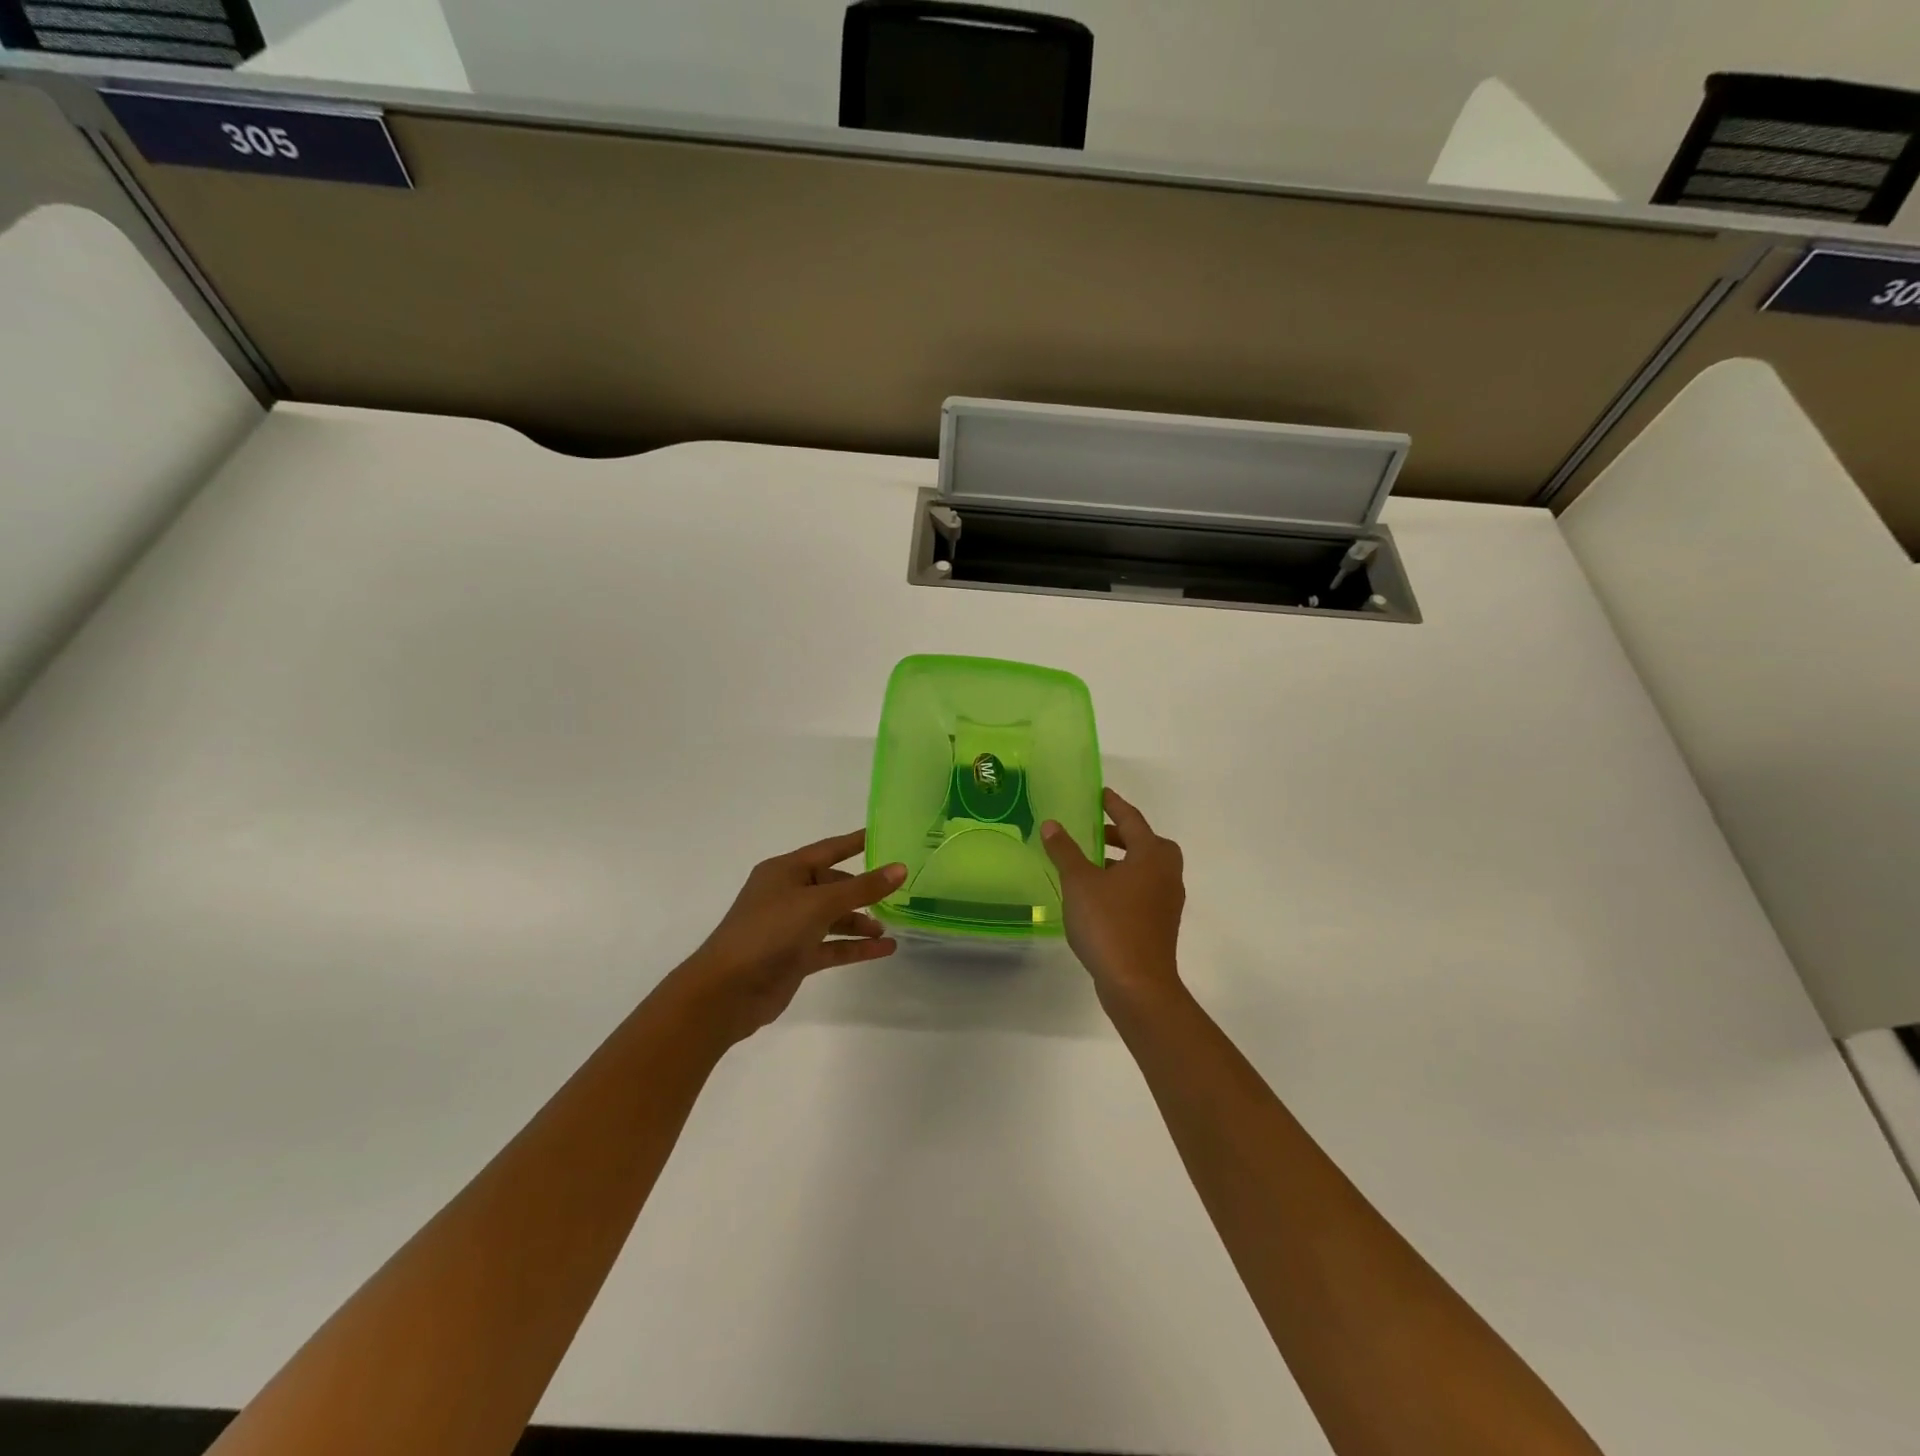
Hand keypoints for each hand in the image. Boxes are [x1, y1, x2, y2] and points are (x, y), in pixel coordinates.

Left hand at [667, 830, 904, 1045]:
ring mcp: (790, 927)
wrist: (727, 991)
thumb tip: (900, 868)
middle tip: (898, 891)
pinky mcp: (795, 957)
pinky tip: (884, 949)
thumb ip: (861, 888)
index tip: (887, 836)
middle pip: (833, 885)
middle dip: (863, 890)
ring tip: (889, 928)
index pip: (829, 849)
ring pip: (834, 918)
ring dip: (860, 922)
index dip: (856, 842)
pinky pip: (832, 946)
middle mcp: (787, 894)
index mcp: (786, 870)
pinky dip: (855, 947)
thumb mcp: (819, 904)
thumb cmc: (769, 932)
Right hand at [1042, 789, 1185, 1005]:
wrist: (1137, 984)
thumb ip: (1065, 851)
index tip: (1100, 794)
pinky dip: (1124, 883)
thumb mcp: (1079, 883)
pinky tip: (1099, 895)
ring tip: (1091, 863)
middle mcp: (1167, 873)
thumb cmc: (1109, 924)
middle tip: (1095, 831)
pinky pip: (1143, 889)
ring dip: (1122, 860)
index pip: (1132, 819)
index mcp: (1152, 855)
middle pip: (1146, 843)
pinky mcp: (1161, 924)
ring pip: (1146, 868)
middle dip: (1121, 834)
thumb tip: (1052, 825)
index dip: (1114, 805)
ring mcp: (1168, 901)